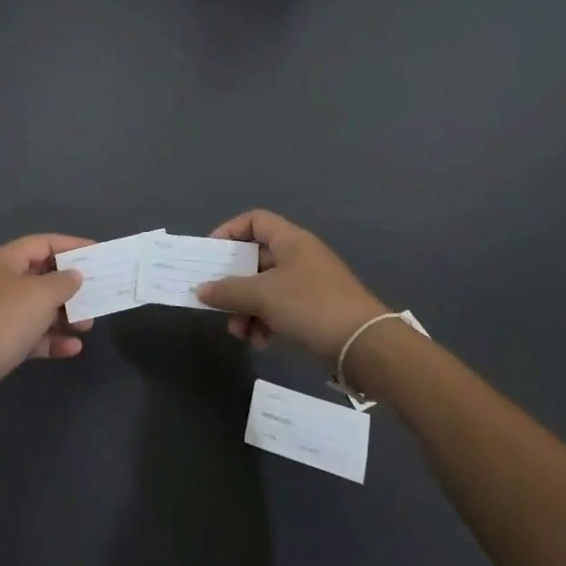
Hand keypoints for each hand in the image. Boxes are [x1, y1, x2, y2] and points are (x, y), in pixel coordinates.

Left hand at [0, 234, 94, 412]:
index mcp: (4, 261)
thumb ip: (63, 282)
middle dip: (70, 285)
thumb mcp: (39, 296)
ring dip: (64, 315)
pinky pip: (30, 334)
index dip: (72, 245)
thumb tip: (74, 275)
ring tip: (88, 324)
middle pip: (41, 275)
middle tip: (97, 293)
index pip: (44, 243)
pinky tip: (73, 349)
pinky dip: (50, 339)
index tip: (99, 253)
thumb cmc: (0, 322)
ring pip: (37, 307)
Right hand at [197, 210, 387, 364]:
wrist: (365, 345)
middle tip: (218, 303)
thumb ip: (228, 291)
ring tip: (240, 333)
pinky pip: (279, 308)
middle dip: (234, 284)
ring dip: (247, 309)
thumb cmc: (311, 306)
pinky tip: (261, 342)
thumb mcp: (264, 296)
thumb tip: (200, 290)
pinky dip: (265, 322)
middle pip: (255, 259)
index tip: (211, 255)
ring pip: (265, 288)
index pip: (254, 220)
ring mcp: (308, 284)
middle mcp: (299, 256)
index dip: (229, 231)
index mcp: (290, 240)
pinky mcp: (314, 310)